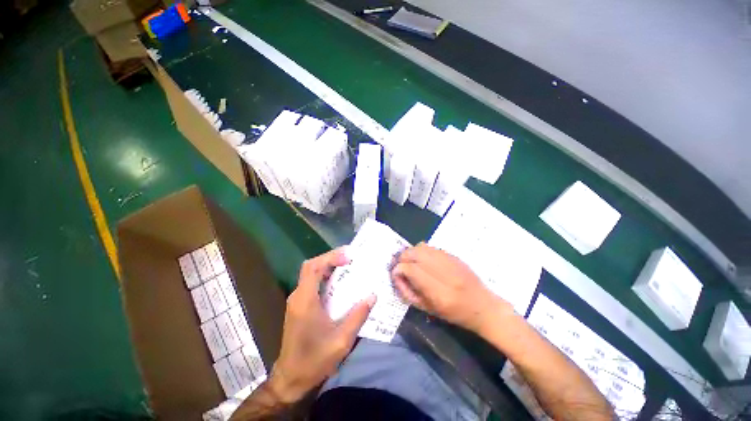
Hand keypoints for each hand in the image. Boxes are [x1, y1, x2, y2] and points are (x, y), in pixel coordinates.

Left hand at [269, 249, 375, 402]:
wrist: (290, 379)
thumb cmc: (314, 360)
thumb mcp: (341, 340)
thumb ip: (358, 316)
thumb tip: (373, 296)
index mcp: (305, 301)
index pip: (313, 267)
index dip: (330, 257)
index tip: (349, 257)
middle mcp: (298, 296)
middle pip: (312, 266)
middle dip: (331, 258)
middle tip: (351, 257)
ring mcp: (297, 301)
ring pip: (312, 274)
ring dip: (329, 266)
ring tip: (348, 265)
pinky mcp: (300, 306)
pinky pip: (313, 284)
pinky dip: (326, 277)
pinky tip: (340, 283)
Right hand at [391, 243, 512, 333]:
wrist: (483, 306)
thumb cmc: (454, 314)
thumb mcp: (428, 309)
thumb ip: (408, 292)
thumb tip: (397, 275)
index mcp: (439, 292)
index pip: (411, 269)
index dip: (398, 269)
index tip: (395, 274)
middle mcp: (444, 272)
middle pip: (414, 253)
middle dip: (402, 258)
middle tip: (400, 266)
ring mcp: (450, 261)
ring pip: (421, 247)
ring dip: (411, 252)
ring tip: (410, 261)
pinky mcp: (453, 255)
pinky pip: (431, 247)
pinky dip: (421, 251)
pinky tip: (422, 259)